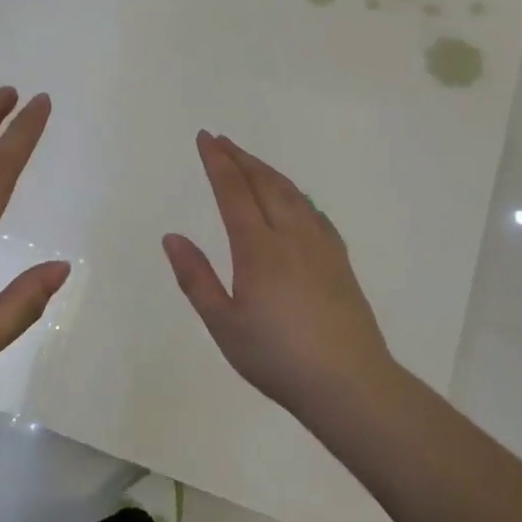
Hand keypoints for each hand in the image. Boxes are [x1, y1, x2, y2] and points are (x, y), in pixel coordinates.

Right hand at [164, 132, 405, 428]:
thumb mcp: (223, 324)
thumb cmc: (276, 357)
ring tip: (250, 162)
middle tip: (222, 140)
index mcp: (258, 248)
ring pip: (292, 193)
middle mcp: (291, 236)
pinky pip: (313, 211)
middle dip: (241, 158)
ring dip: (268, 171)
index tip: (205, 138)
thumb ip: (195, 278)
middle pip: (265, 183)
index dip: (218, 162)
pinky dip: (295, 193)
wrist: (348, 382)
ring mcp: (320, 245)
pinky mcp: (339, 260)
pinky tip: (294, 200)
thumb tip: (173, 237)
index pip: (233, 192)